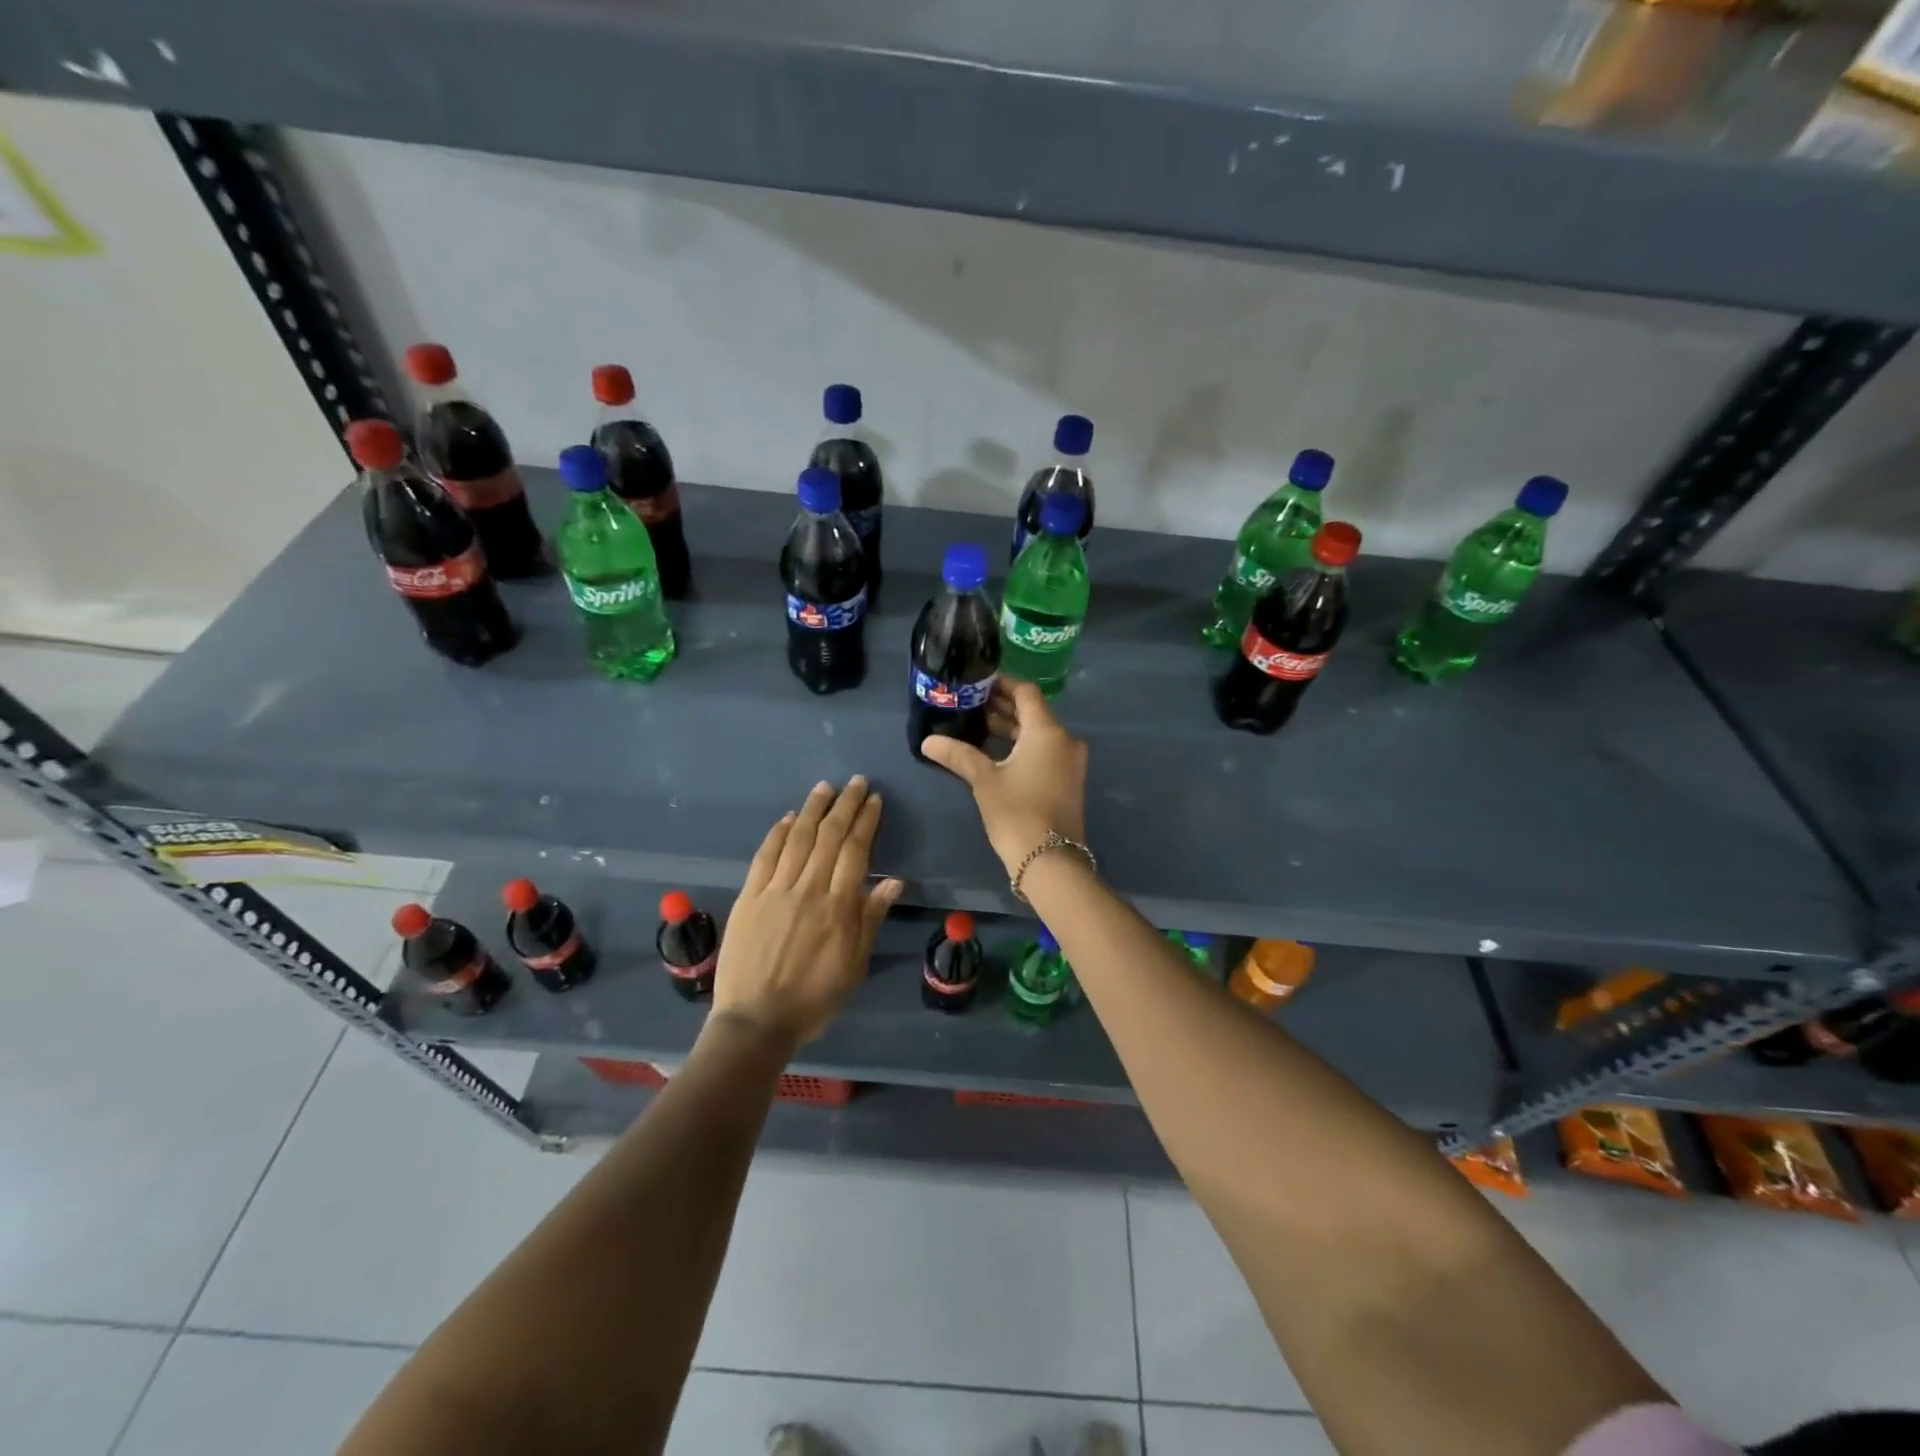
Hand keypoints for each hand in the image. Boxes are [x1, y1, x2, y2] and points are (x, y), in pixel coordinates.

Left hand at [711, 776, 902, 1048]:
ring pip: (798, 839)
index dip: (865, 822)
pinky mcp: (749, 897)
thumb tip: (893, 881)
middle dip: (844, 805)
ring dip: (813, 809)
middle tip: (855, 782)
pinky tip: (789, 818)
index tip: (873, 800)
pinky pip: (765, 857)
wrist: (756, 1021)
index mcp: (838, 907)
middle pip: (829, 837)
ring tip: (825, 787)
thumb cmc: (814, 998)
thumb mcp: (854, 965)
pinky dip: (778, 834)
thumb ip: (871, 919)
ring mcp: (775, 890)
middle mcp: (808, 889)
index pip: (855, 851)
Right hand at [920, 680, 1088, 873]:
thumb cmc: (1017, 812)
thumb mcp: (984, 780)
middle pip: (1032, 712)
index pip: (1025, 692)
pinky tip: (995, 752)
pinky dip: (1022, 746)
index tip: (977, 682)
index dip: (1002, 684)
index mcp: (1047, 731)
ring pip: (1038, 733)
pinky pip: (1044, 751)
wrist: (1050, 860)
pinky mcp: (1067, 780)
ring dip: (1011, 728)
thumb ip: (958, 755)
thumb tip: (928, 741)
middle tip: (970, 702)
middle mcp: (1064, 740)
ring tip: (977, 725)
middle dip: (1003, 706)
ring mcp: (1069, 762)